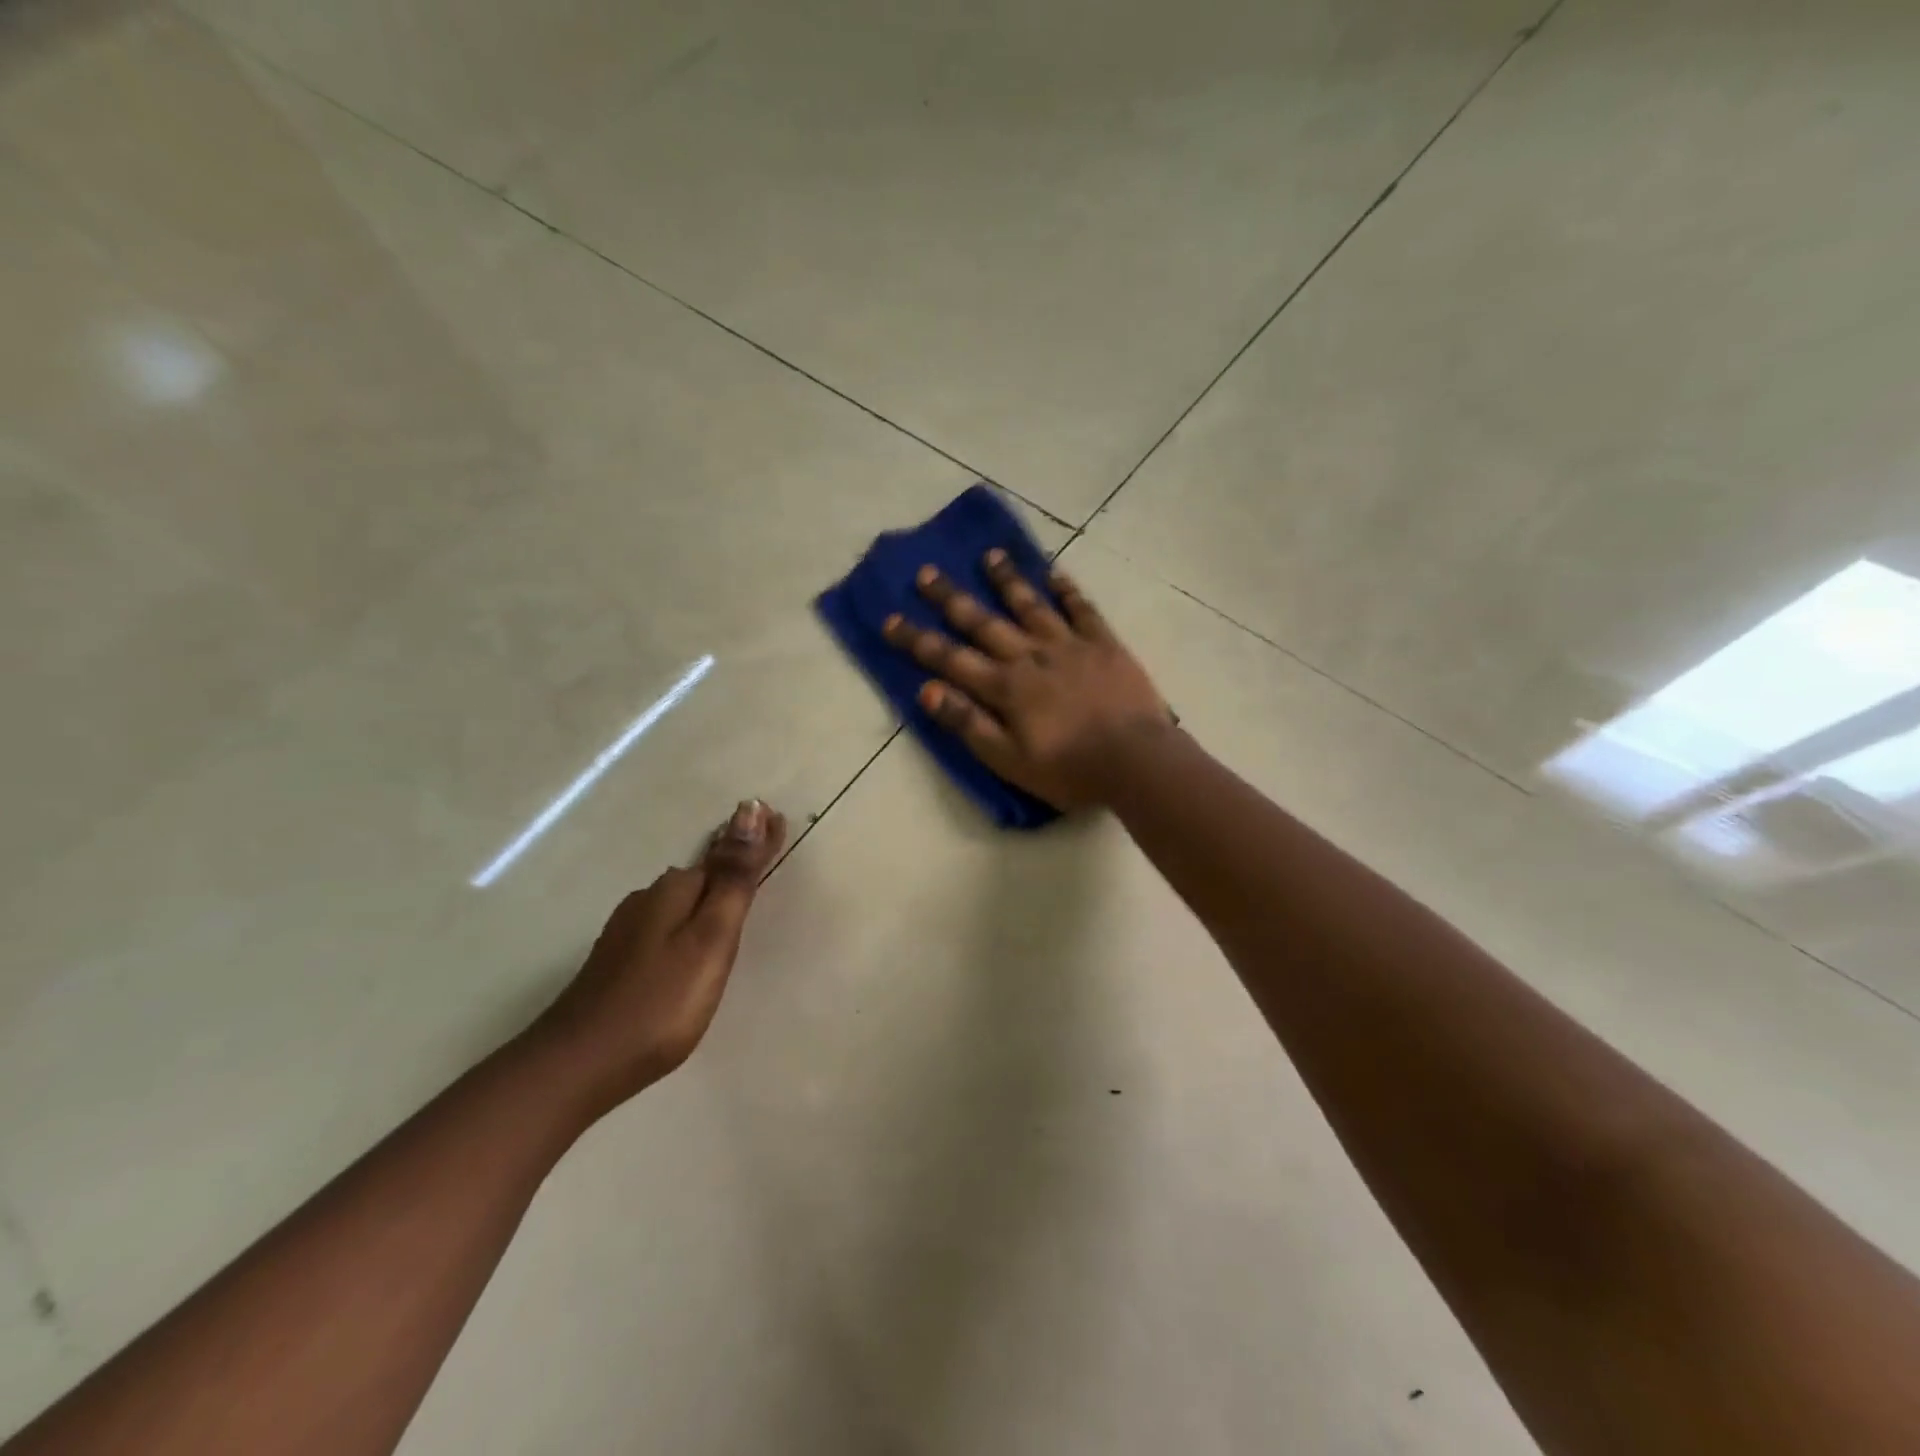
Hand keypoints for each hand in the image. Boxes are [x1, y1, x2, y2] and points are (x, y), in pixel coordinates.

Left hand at [529, 799, 787, 1114]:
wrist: (578, 1065)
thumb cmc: (661, 1002)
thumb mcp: (711, 938)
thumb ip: (734, 878)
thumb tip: (750, 808)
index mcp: (674, 891)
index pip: (726, 854)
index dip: (756, 842)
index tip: (781, 820)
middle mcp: (647, 900)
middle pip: (701, 876)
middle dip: (732, 866)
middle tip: (765, 853)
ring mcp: (627, 932)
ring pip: (680, 903)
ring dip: (709, 895)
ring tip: (735, 900)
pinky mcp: (617, 962)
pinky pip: (665, 926)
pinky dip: (687, 922)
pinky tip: (689, 943)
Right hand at [882, 551, 1171, 808]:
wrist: (1136, 761)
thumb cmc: (1069, 769)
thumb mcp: (1009, 761)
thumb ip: (968, 724)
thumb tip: (926, 690)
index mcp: (1006, 687)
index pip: (950, 659)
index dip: (917, 640)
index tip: (889, 619)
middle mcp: (1031, 656)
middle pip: (984, 622)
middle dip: (951, 598)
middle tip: (926, 571)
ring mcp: (1069, 645)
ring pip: (1031, 605)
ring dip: (1007, 580)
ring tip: (990, 555)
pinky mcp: (1104, 644)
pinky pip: (1082, 609)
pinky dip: (1067, 590)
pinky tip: (1054, 573)